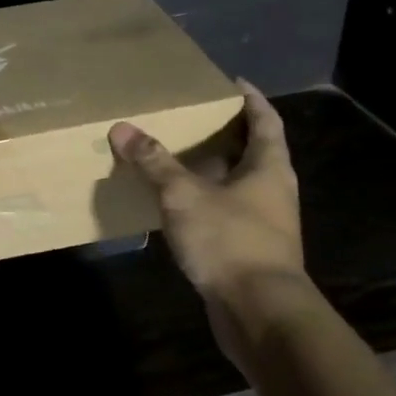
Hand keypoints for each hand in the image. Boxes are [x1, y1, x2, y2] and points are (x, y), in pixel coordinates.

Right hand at [110, 81, 311, 370]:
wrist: (259, 313)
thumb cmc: (230, 240)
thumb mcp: (184, 195)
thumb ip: (154, 162)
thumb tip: (122, 128)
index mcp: (269, 167)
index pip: (266, 120)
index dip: (251, 99)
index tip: (232, 82)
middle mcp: (273, 190)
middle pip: (254, 151)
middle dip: (227, 133)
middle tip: (194, 116)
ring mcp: (265, 223)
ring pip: (239, 184)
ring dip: (213, 169)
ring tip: (178, 156)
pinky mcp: (250, 250)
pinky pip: (227, 212)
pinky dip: (206, 200)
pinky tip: (178, 204)